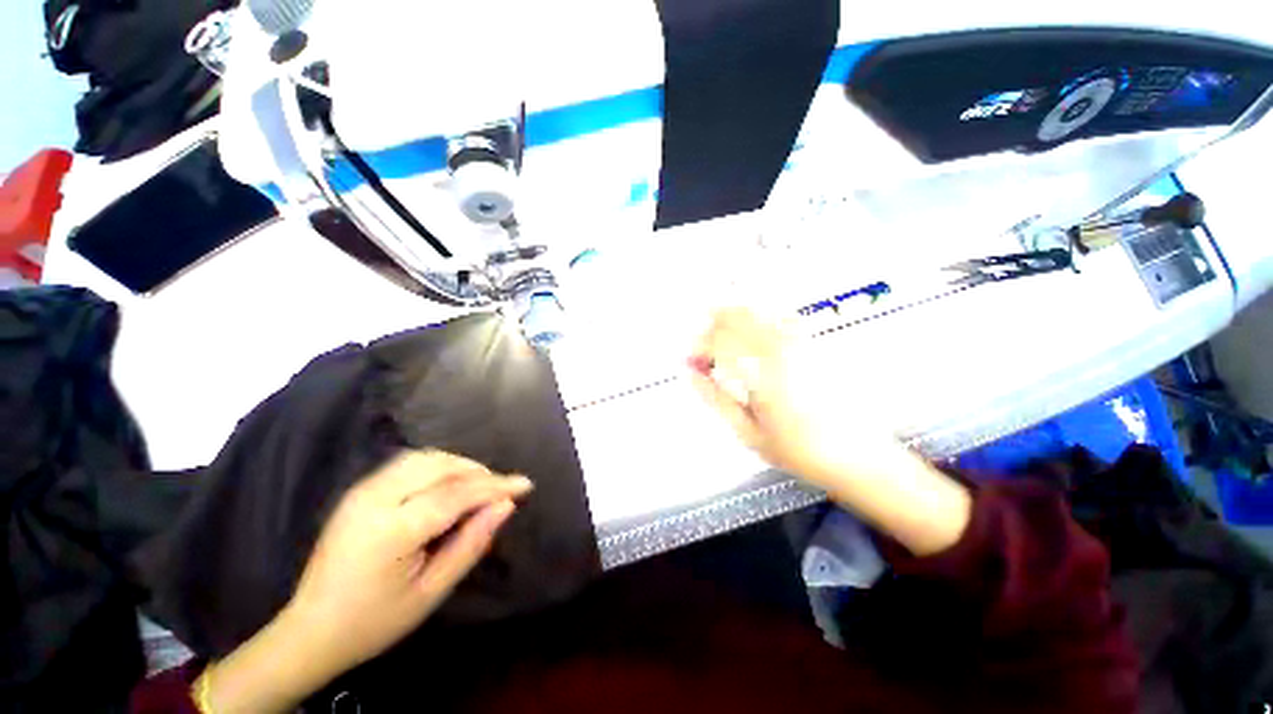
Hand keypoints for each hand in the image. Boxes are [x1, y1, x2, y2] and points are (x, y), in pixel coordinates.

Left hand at [289, 450, 531, 671]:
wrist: (310, 630)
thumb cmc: (374, 621)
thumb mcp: (431, 592)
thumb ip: (471, 544)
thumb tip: (506, 506)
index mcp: (392, 531)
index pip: (457, 494)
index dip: (496, 486)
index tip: (525, 484)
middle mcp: (375, 499)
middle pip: (441, 466)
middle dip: (478, 472)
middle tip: (501, 490)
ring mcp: (363, 491)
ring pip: (425, 458)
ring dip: (458, 465)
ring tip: (478, 486)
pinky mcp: (359, 490)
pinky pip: (408, 463)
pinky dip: (437, 466)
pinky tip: (448, 484)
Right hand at [688, 307, 908, 487]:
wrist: (858, 455)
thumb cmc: (798, 451)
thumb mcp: (747, 432)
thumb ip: (715, 398)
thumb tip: (690, 373)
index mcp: (761, 375)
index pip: (718, 342)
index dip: (698, 346)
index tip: (690, 359)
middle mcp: (780, 350)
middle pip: (736, 318)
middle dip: (711, 324)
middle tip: (702, 343)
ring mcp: (801, 342)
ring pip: (757, 311)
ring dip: (732, 315)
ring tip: (719, 327)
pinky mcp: (815, 343)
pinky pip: (781, 315)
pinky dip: (759, 315)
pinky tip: (753, 325)